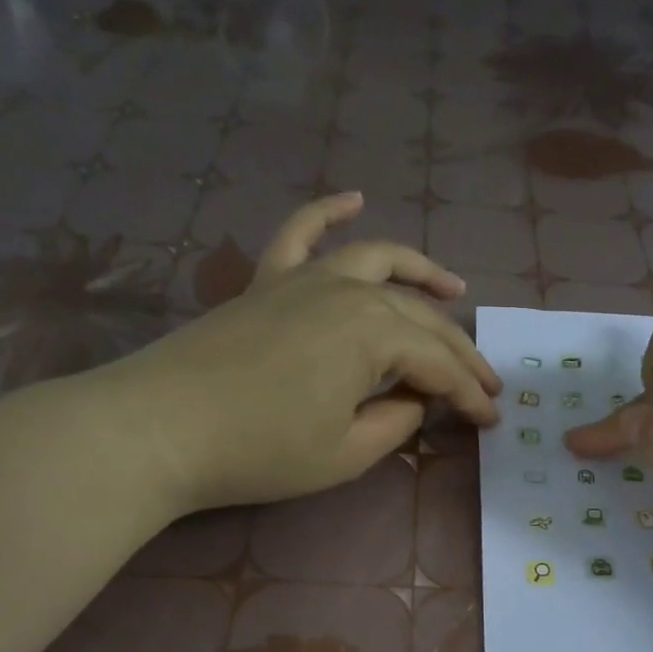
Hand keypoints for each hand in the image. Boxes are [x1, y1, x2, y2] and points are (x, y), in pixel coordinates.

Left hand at [91, 192, 501, 515]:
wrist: (159, 428)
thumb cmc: (260, 450)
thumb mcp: (346, 453)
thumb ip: (396, 423)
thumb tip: (413, 400)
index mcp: (374, 333)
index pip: (439, 365)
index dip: (469, 395)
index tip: (493, 419)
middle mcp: (348, 291)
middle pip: (420, 316)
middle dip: (459, 351)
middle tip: (487, 380)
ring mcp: (304, 278)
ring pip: (377, 261)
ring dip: (422, 272)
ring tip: (454, 287)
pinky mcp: (266, 281)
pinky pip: (301, 233)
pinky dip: (328, 211)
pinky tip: (354, 198)